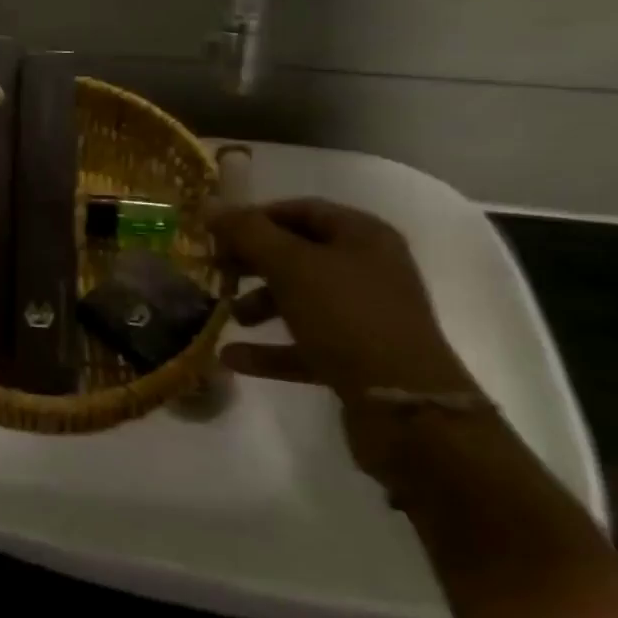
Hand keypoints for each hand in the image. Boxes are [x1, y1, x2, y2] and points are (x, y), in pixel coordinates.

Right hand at [209, 198, 481, 480]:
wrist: (408, 412)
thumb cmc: (348, 319)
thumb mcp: (291, 266)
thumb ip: (247, 232)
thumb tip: (210, 204)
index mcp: (362, 236)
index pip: (301, 210)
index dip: (256, 217)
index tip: (217, 232)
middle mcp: (368, 270)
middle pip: (298, 254)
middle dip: (254, 262)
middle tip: (217, 271)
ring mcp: (365, 317)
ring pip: (301, 299)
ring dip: (260, 304)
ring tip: (227, 316)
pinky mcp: (358, 360)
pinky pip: (305, 344)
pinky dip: (270, 348)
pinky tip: (232, 358)